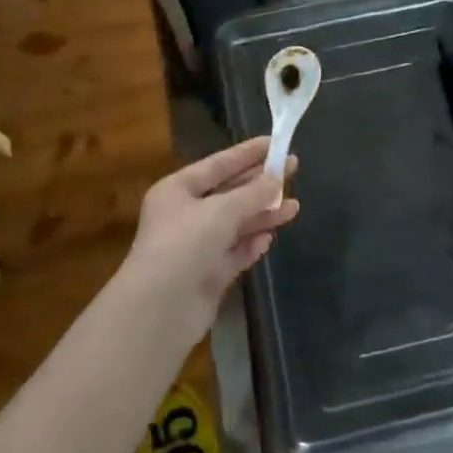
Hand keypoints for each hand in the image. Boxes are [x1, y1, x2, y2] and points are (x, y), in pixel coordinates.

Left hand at [116, 137, 299, 353]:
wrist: (158, 310)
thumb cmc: (184, 245)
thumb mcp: (221, 211)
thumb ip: (253, 194)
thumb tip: (277, 179)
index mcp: (177, 190)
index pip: (218, 164)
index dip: (247, 153)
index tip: (276, 143)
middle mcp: (185, 214)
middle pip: (229, 193)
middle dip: (260, 184)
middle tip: (293, 170)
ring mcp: (196, 246)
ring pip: (236, 223)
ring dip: (262, 215)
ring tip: (294, 208)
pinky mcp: (207, 274)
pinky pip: (234, 252)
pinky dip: (251, 244)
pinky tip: (269, 239)